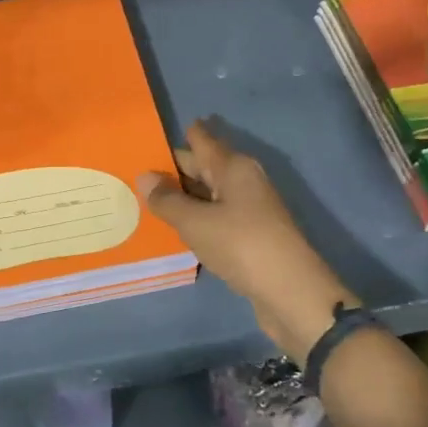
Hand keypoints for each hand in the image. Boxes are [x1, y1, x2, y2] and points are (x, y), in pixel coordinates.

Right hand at [139, 120, 354, 363]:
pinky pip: (216, 216)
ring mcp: (250, 208)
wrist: (290, 291)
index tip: (150, 136)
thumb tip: (144, 176)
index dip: (178, 136)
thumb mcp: (195, 222)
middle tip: (137, 171)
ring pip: (210, 193)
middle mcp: (243, 180)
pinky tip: (176, 227)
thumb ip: (167, 199)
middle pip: (204, 166)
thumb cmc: (240, 244)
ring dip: (184, 195)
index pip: (201, 140)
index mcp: (233, 167)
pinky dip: (197, 217)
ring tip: (148, 199)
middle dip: (174, 168)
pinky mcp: (251, 234)